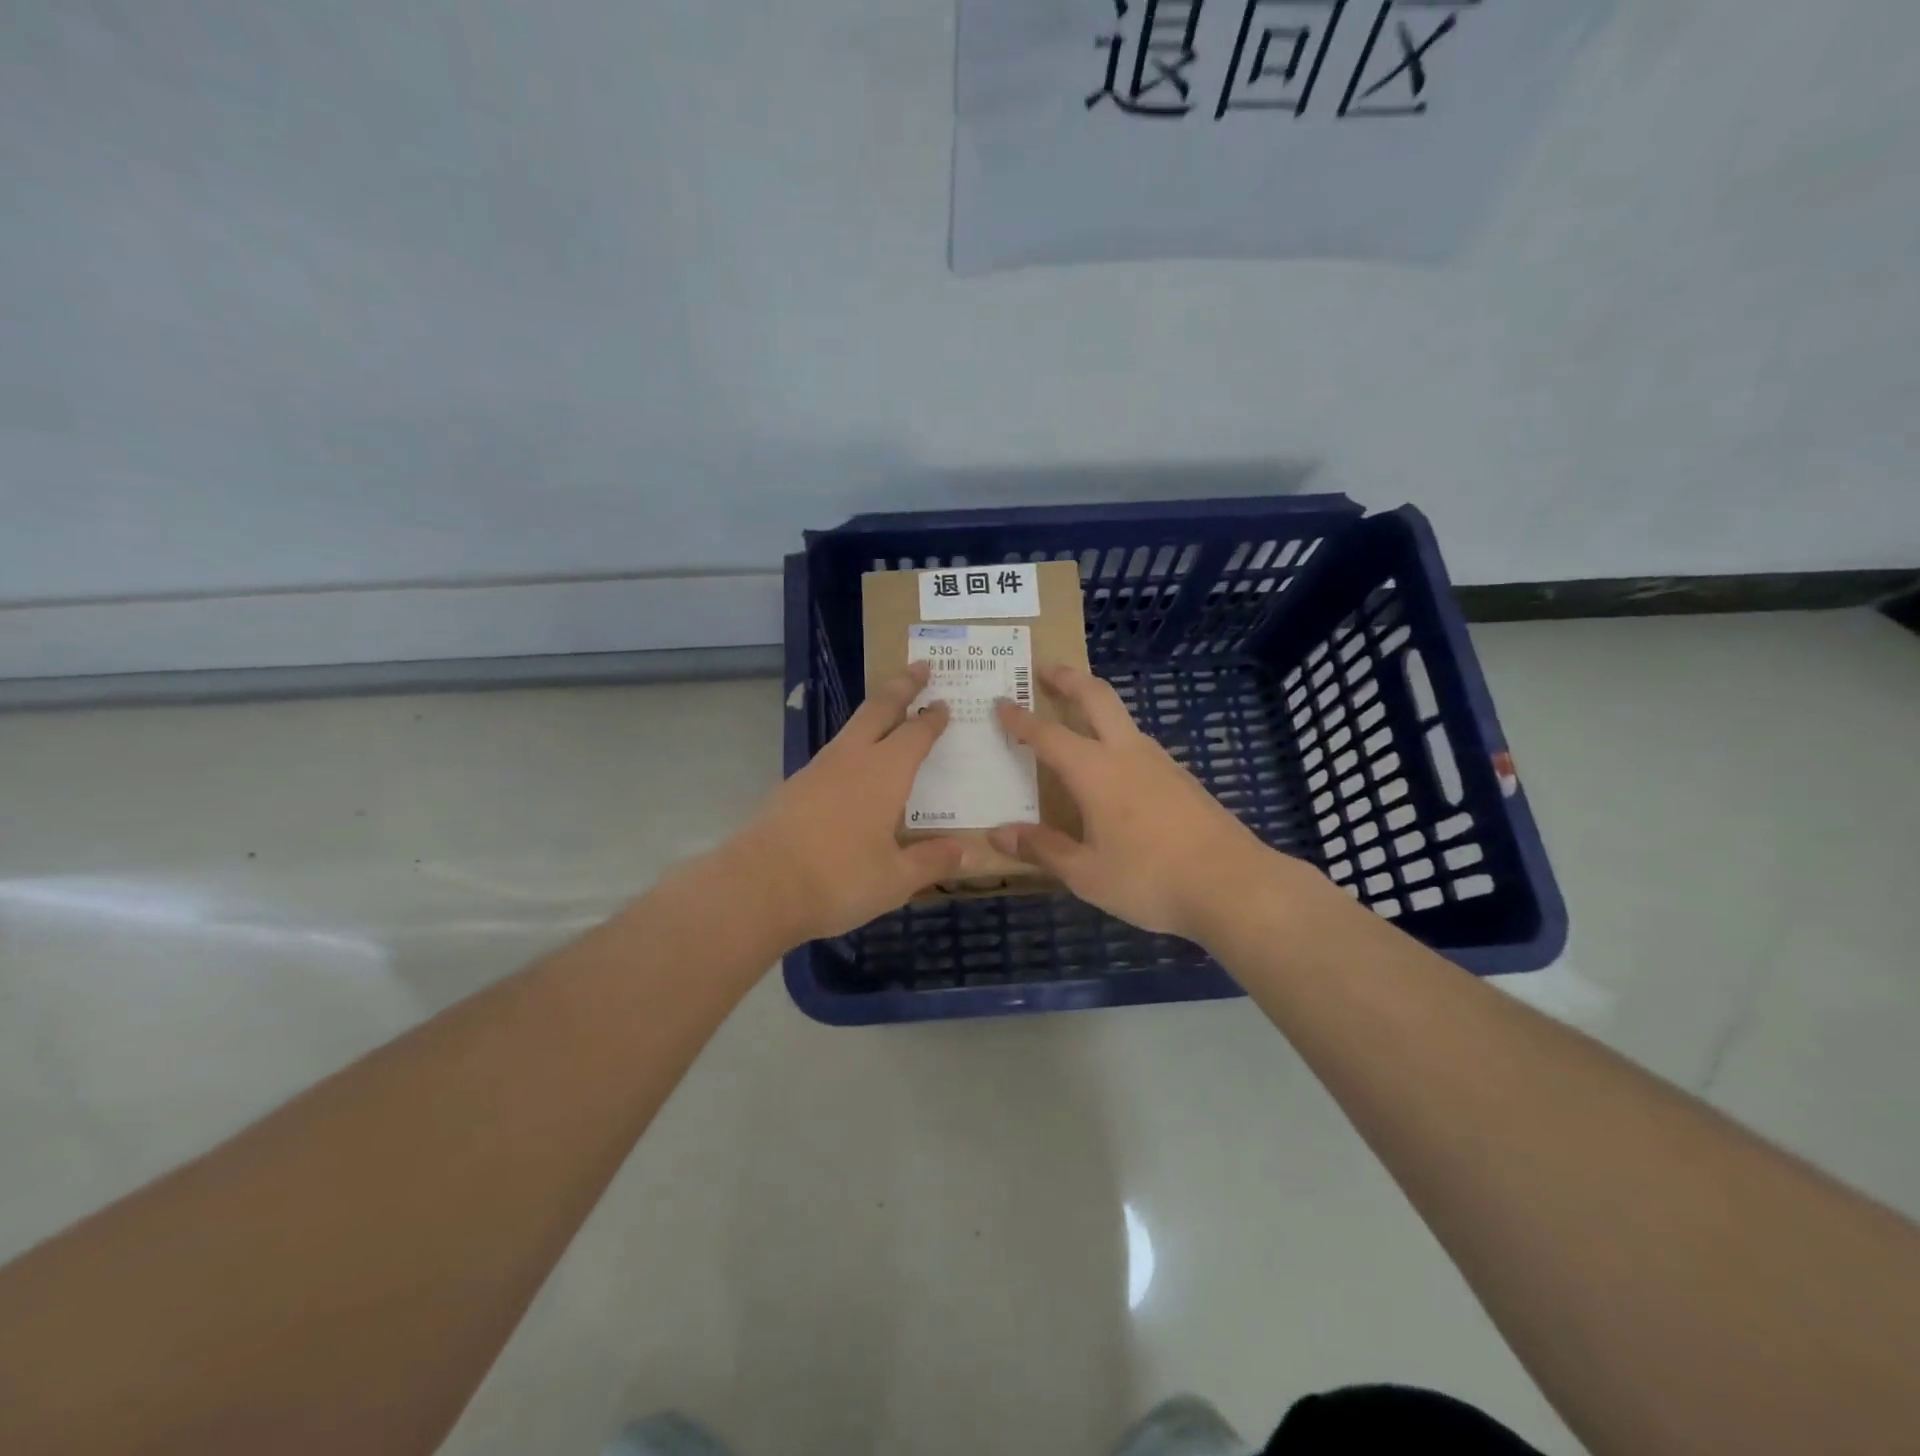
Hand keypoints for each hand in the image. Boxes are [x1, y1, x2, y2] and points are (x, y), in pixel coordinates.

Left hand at [733, 663, 968, 944]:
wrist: (758, 886)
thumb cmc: (838, 879)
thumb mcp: (894, 880)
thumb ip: (931, 862)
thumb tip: (967, 854)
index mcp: (884, 773)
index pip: (915, 734)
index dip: (932, 718)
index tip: (943, 703)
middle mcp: (851, 760)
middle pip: (879, 710)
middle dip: (901, 686)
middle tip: (920, 666)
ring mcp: (817, 770)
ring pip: (851, 729)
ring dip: (873, 713)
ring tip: (887, 713)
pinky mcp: (792, 788)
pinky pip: (832, 756)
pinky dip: (850, 748)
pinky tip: (851, 768)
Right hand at [989, 664, 1283, 940]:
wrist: (1234, 885)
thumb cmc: (1151, 879)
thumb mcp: (1087, 874)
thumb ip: (1042, 849)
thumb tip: (998, 835)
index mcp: (1095, 772)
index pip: (1048, 735)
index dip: (1020, 719)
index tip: (1000, 703)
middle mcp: (1127, 754)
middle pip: (1097, 697)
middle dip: (1069, 678)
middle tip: (1045, 668)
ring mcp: (1161, 763)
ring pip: (1123, 719)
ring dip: (1096, 705)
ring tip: (1077, 716)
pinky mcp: (1183, 779)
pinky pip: (1140, 745)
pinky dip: (1117, 737)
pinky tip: (1115, 767)